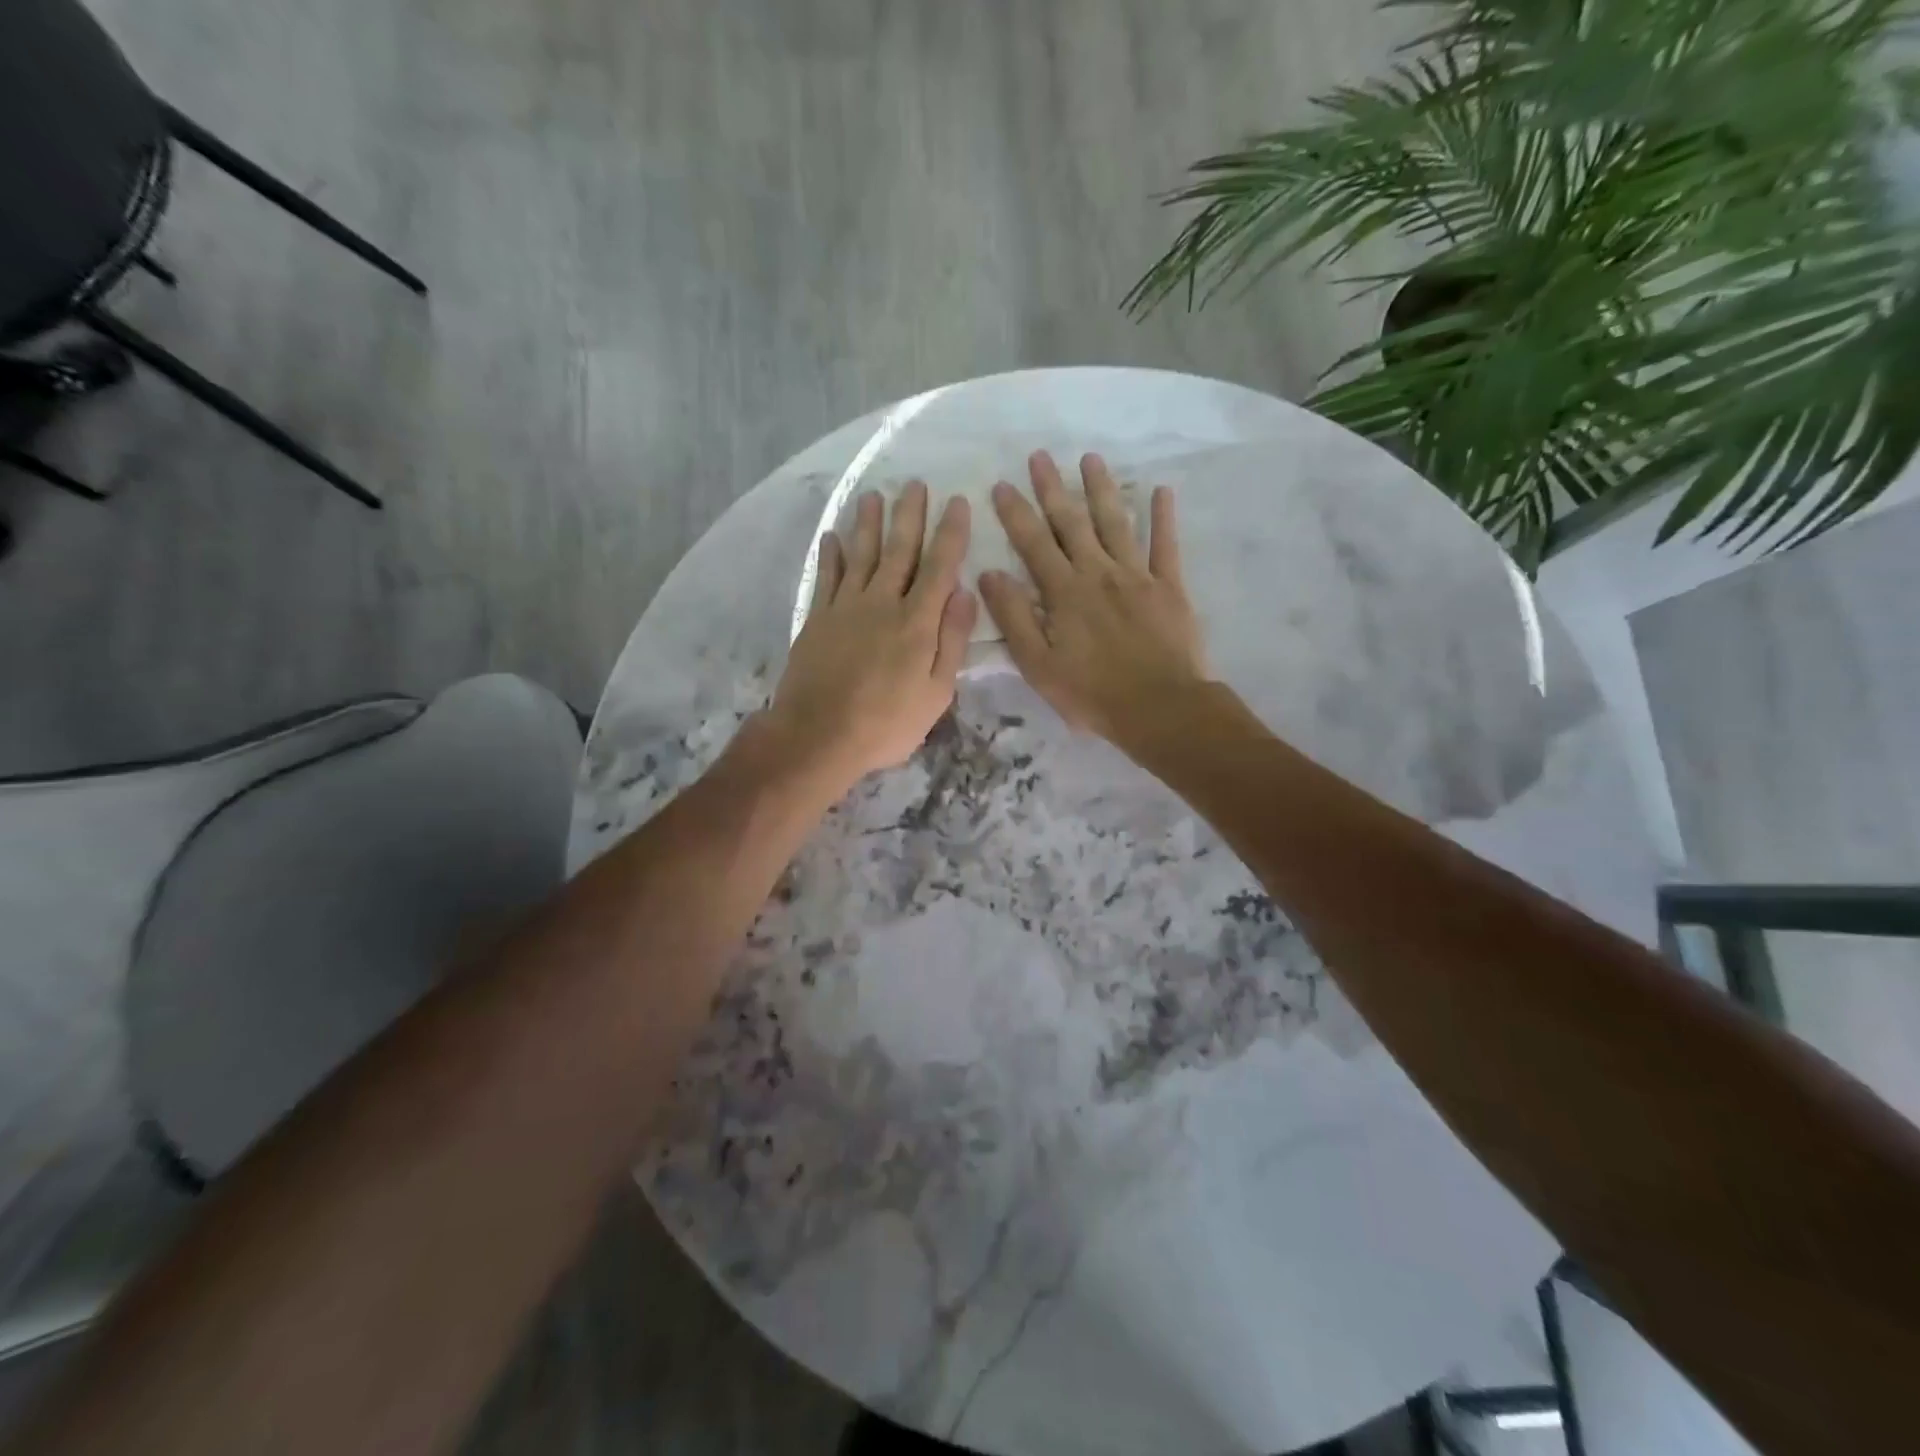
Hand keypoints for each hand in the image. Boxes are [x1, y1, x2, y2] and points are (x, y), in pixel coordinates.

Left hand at [767, 482, 976, 789]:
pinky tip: (833, 536)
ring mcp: (845, 608)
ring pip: (861, 555)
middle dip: (909, 516)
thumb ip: (952, 641)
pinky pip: (826, 577)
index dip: (950, 534)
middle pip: (899, 551)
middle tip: (915, 484)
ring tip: (874, 495)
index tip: (957, 503)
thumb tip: (966, 593)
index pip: (939, 568)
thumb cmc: (886, 723)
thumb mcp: (936, 693)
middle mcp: (882, 603)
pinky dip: (830, 554)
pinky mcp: (818, 619)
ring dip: (869, 524)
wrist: (818, 735)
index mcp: (917, 622)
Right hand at [978, 451, 1208, 744]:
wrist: (1159, 707)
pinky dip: (1163, 518)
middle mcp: (1098, 573)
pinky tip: (1161, 491)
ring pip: (1115, 524)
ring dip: (1101, 490)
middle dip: (1053, 489)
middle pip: (1072, 523)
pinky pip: (1166, 546)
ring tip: (1090, 459)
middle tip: (1040, 456)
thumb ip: (1014, 618)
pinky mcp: (1169, 588)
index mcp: (1064, 593)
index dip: (1015, 513)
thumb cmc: (1091, 693)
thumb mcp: (1038, 664)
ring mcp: (1137, 576)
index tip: (1001, 485)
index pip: (1034, 544)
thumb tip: (990, 574)